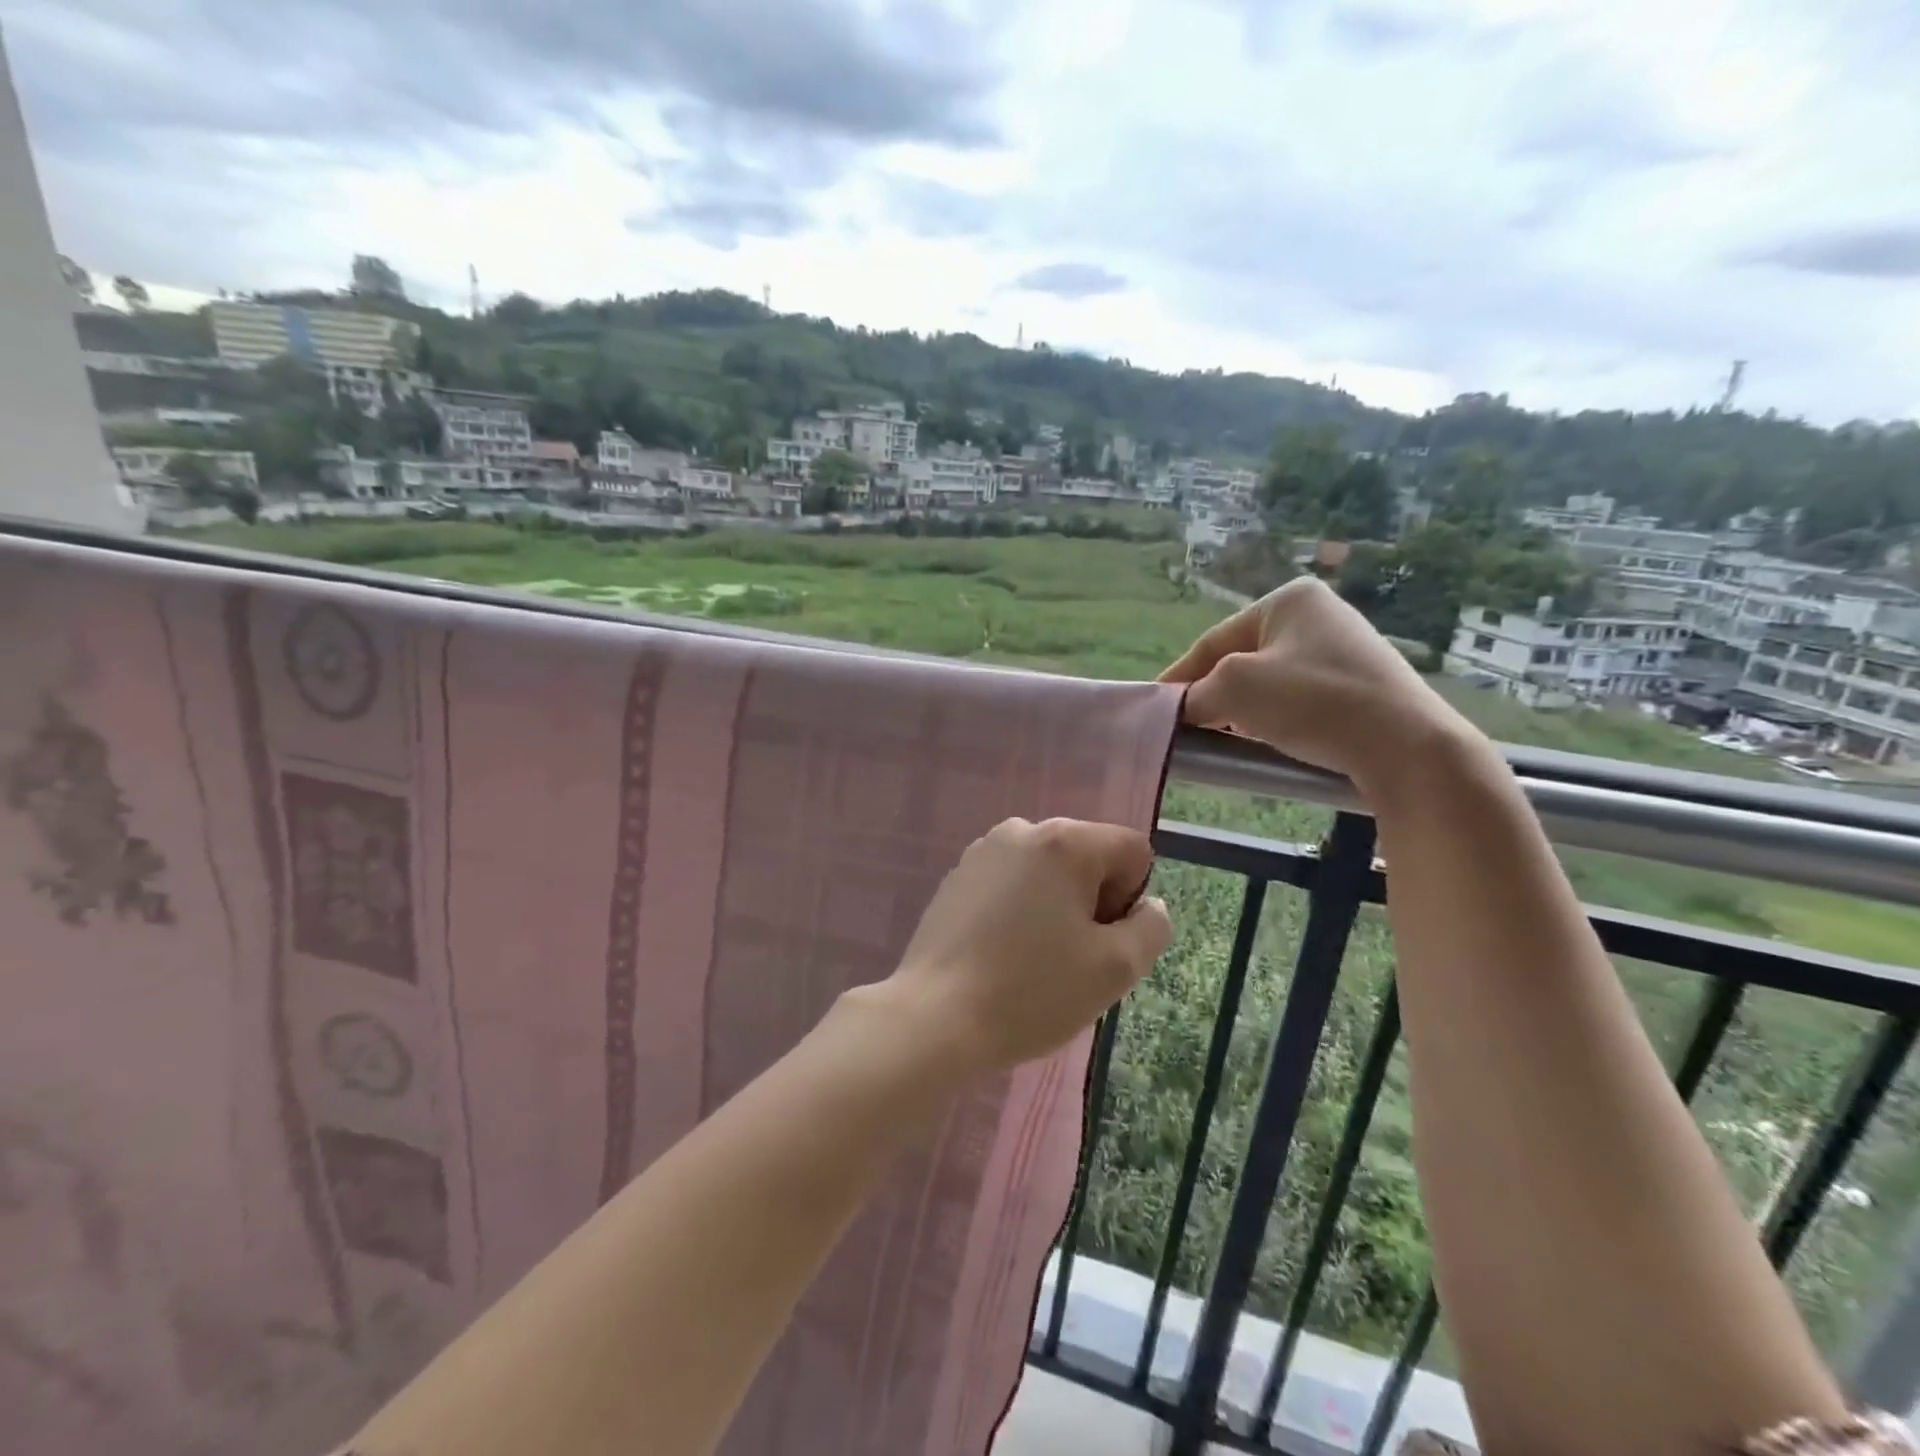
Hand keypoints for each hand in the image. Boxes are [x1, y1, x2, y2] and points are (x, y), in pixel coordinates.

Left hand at [879, 818, 1171, 1076]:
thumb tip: (1148, 906)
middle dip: (1092, 901)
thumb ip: (1151, 928)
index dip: (1131, 899)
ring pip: (1048, 872)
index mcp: (1064, 841)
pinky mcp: (956, 877)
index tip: (1101, 941)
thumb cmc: (1032, 991)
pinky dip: (1019, 910)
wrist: (935, 1018)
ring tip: (1034, 958)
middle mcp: (1022, 830)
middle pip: (1087, 856)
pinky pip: (1010, 883)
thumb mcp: (1115, 968)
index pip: (1131, 850)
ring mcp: (982, 851)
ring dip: (1056, 907)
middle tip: (1072, 956)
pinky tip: (1001, 953)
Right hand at [1159, 577, 1484, 797]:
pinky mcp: (1360, 685)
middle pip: (1241, 658)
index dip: (1179, 676)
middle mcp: (1319, 614)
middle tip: (1187, 725)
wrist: (1405, 746)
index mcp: (1289, 600)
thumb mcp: (1234, 689)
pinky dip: (1273, 717)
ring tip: (1221, 736)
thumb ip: (1195, 694)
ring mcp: (1344, 649)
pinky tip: (1264, 739)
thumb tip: (1182, 708)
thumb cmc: (1312, 701)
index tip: (1155, 707)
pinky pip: (1298, 698)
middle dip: (1212, 692)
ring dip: (1241, 708)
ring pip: (1268, 680)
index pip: (1214, 640)